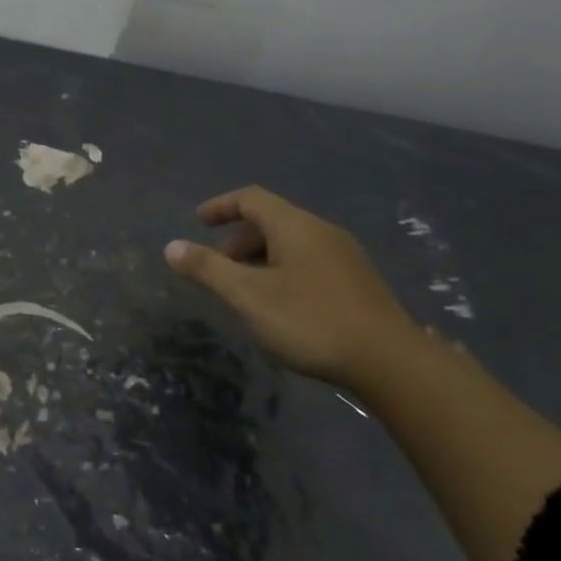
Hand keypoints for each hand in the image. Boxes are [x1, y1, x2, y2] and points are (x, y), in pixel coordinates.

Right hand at [165, 186, 419, 390]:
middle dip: (237, 240)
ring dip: (259, 258)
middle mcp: (322, 232)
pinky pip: (308, 262)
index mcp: (295, 226)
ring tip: (243, 291)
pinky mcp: (357, 282)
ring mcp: (344, 257)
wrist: (389, 361)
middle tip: (216, 268)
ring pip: (290, 244)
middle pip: (271, 221)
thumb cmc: (309, 320)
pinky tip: (278, 305)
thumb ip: (208, 269)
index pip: (251, 199)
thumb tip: (171, 247)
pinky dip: (281, 271)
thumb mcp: (247, 295)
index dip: (221, 206)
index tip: (197, 221)